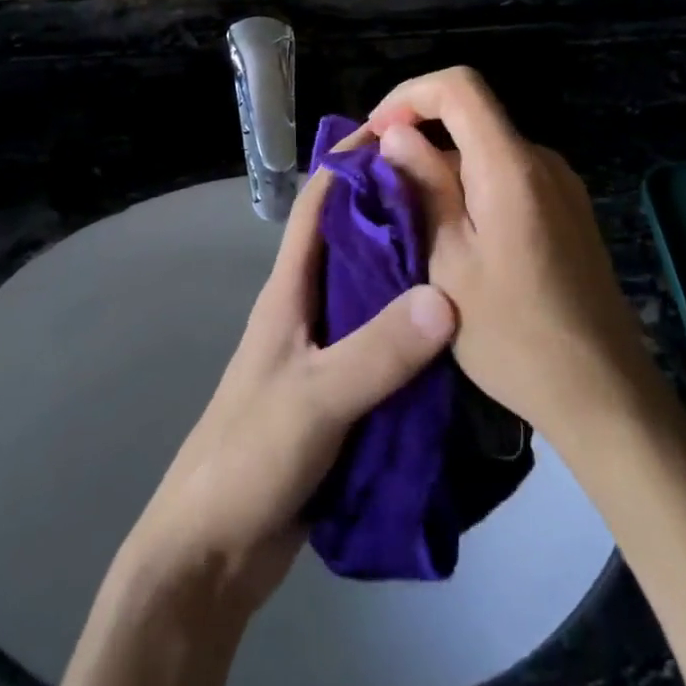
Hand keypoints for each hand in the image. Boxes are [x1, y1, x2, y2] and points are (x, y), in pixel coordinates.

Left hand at [121, 168, 456, 617]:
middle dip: (397, 215)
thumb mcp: (315, 398)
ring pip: (373, 296)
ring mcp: (324, 353)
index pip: (318, 205)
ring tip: (472, 256)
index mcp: (288, 291)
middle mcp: (307, 310)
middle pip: (354, 244)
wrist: (213, 550)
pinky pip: (383, 349)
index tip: (403, 135)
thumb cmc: (249, 455)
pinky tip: (458, 336)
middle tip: (460, 197)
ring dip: (411, 276)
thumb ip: (377, 351)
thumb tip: (446, 295)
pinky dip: (415, 335)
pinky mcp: (341, 395)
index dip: (351, 163)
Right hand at [351, 67, 653, 442]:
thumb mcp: (449, 263)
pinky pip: (507, 175)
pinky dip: (470, 185)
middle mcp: (541, 161)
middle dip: (417, 136)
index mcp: (510, 166)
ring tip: (408, 216)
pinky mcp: (567, 210)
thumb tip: (395, 134)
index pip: (458, 87)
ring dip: (442, 166)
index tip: (374, 134)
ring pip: (485, 149)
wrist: (603, 393)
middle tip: (377, 184)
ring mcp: (560, 185)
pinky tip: (452, 233)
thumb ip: (424, 187)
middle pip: (470, 117)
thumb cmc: (513, 335)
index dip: (408, 95)